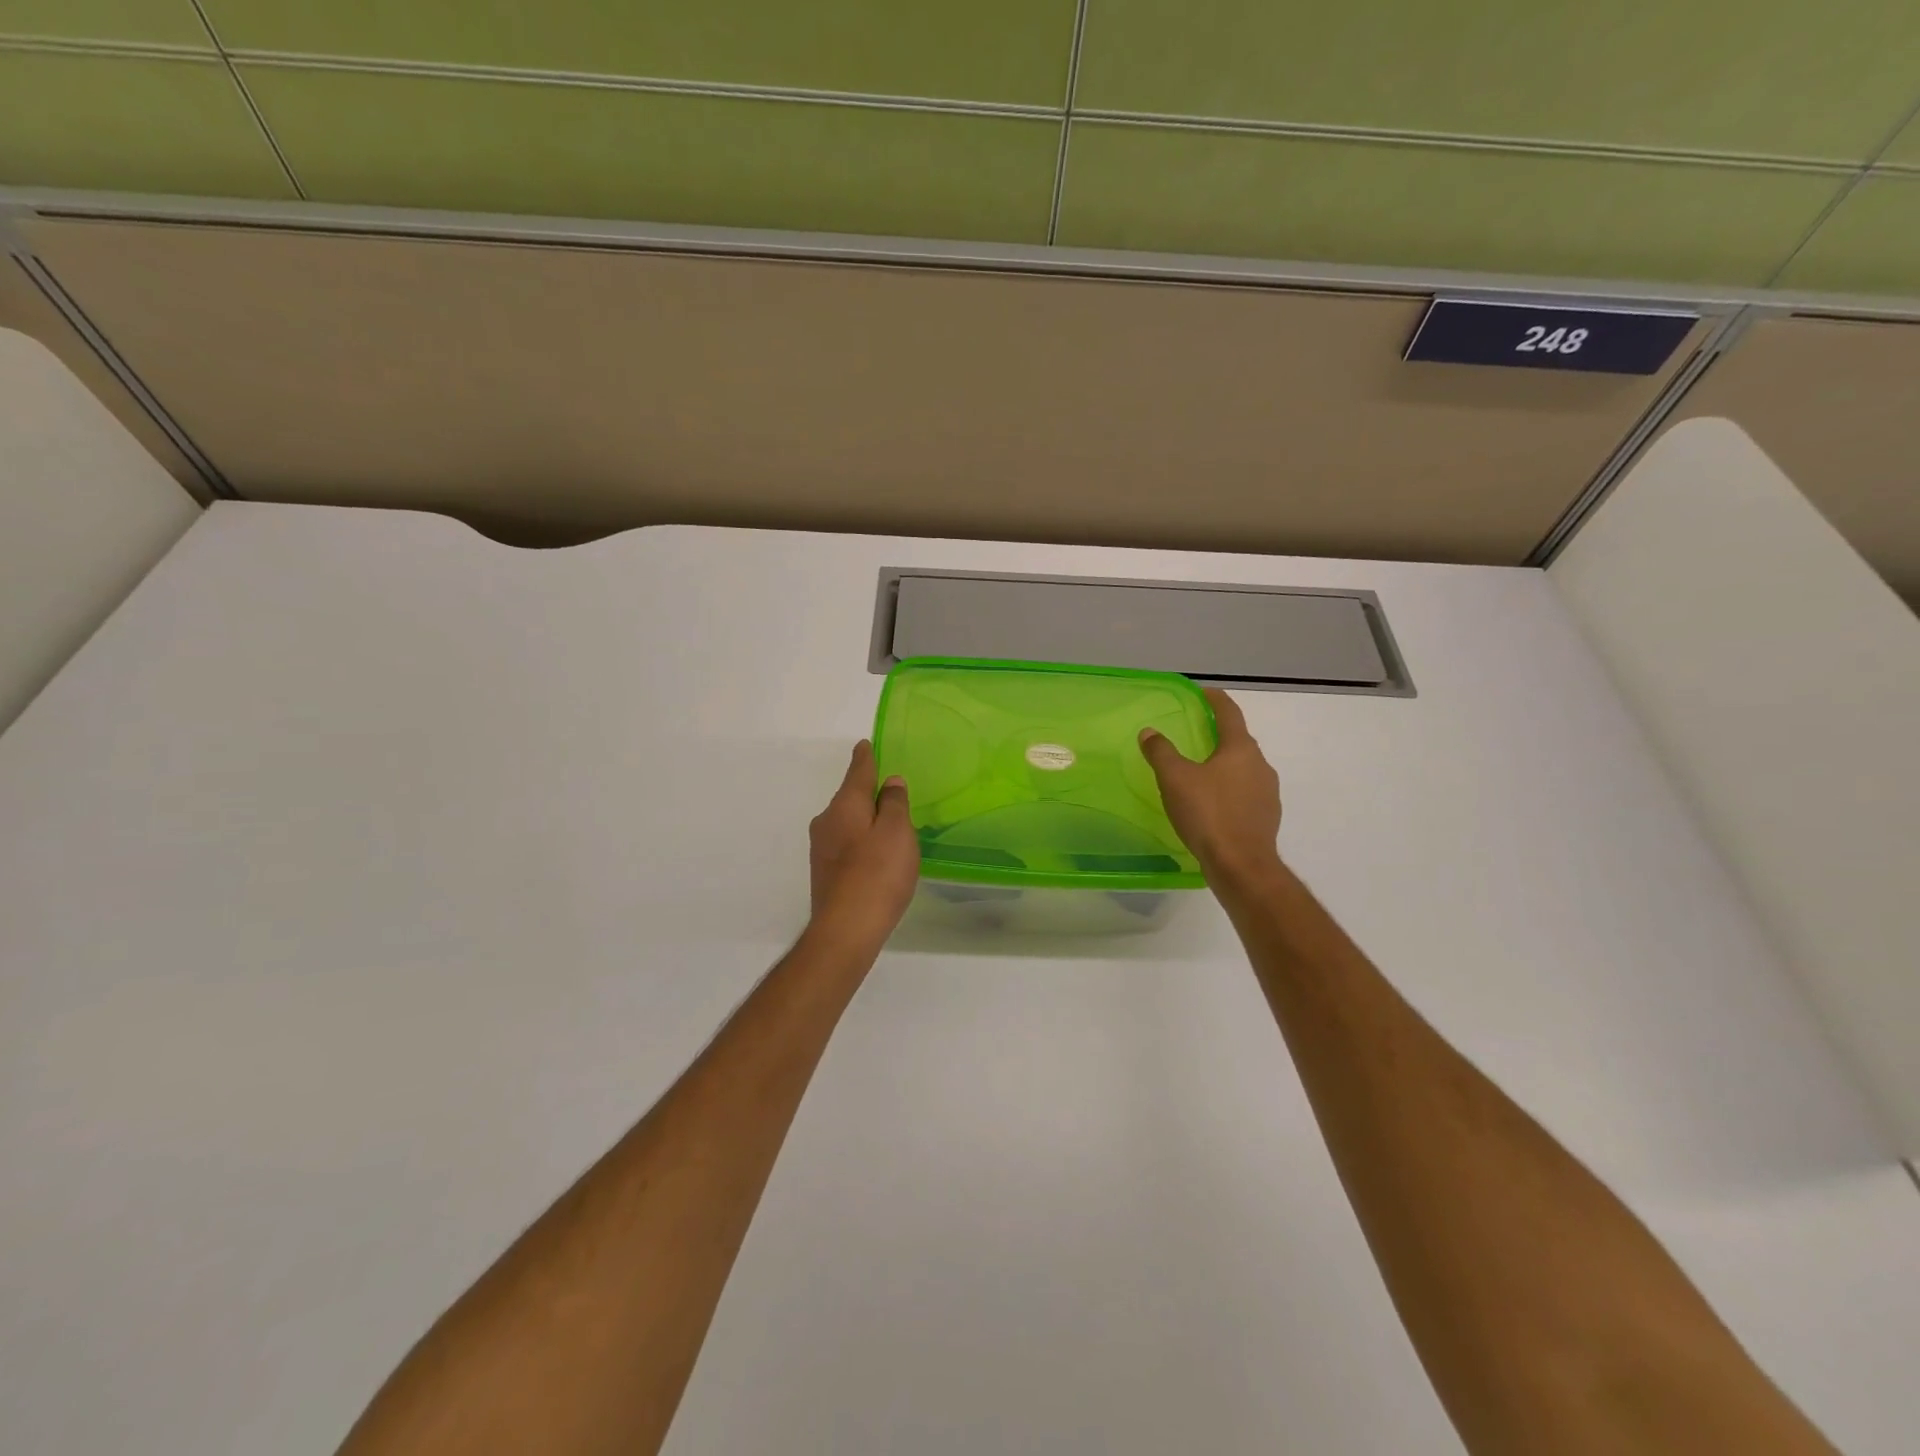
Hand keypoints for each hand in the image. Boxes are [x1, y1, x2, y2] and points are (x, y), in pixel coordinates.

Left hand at [808, 741, 920, 941]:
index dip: (865, 758)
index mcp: (844, 806)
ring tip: (887, 826)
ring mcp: (821, 849)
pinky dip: (860, 842)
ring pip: (846, 823)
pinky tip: (875, 856)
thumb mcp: (896, 832)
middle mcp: (826, 822)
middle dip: (866, 793)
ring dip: (864, 820)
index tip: (865, 745)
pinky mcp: (825, 873)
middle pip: (849, 798)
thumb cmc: (877, 873)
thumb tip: (889, 783)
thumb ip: (893, 804)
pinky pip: (846, 845)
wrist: (846, 929)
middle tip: (889, 791)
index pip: (857, 772)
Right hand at [1139, 688, 1282, 881]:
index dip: (1215, 700)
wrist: (1241, 865)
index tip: (1203, 693)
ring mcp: (1268, 793)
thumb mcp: (1175, 779)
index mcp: (1240, 749)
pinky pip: (1246, 794)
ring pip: (1244, 769)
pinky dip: (1230, 791)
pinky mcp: (1266, 818)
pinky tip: (1213, 805)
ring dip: (1224, 766)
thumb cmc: (1208, 814)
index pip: (1230, 713)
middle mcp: (1260, 765)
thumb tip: (1149, 732)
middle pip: (1239, 741)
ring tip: (1201, 774)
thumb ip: (1161, 752)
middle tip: (1196, 735)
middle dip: (1219, 736)